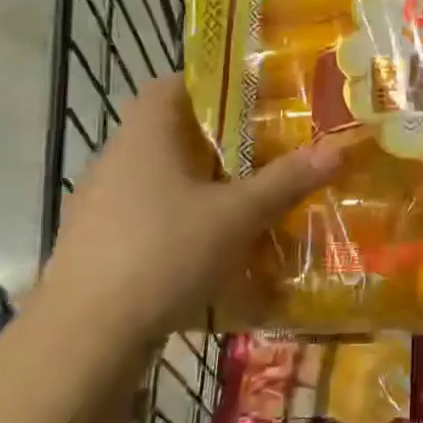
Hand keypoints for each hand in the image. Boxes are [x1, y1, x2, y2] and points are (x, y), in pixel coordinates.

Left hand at [45, 76, 341, 338]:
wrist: (83, 339)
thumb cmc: (163, 254)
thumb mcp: (237, 216)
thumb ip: (286, 181)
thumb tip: (338, 149)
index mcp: (145, 136)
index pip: (170, 85)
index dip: (209, 83)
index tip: (251, 98)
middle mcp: (116, 160)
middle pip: (170, 133)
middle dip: (217, 140)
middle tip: (264, 150)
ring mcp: (99, 205)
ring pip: (159, 178)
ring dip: (198, 185)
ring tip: (244, 199)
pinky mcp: (97, 246)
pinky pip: (146, 217)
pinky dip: (178, 222)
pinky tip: (208, 249)